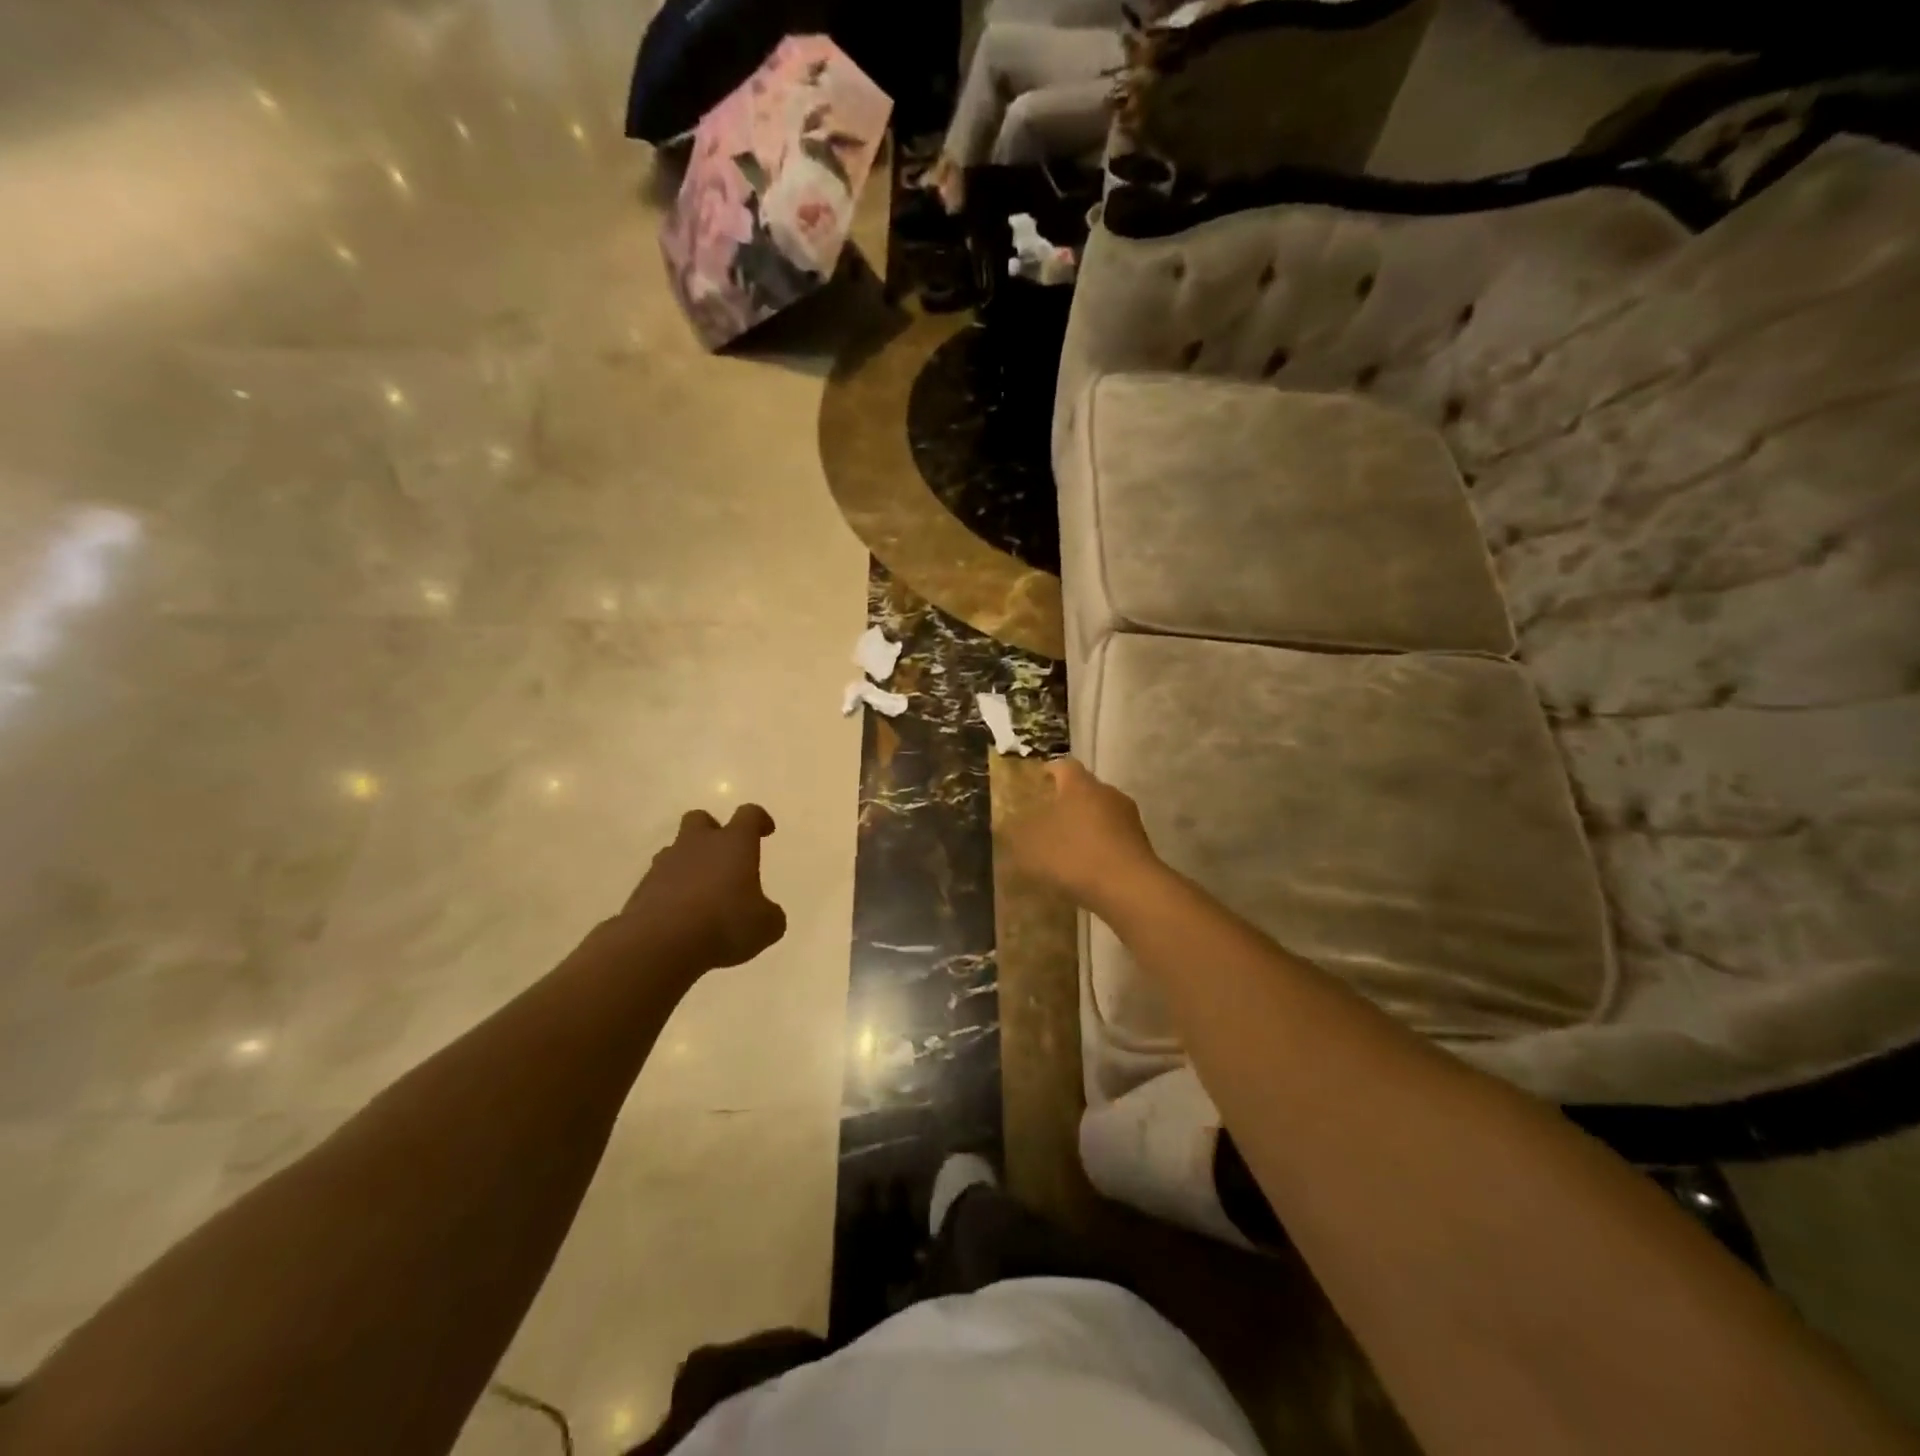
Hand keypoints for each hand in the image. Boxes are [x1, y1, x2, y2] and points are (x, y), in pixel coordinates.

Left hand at [615, 805, 787, 971]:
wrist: (659, 945)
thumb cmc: (724, 924)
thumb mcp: (765, 926)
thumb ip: (769, 914)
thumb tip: (767, 913)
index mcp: (734, 843)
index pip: (749, 815)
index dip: (759, 819)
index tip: (766, 830)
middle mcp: (698, 844)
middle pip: (700, 819)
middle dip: (712, 831)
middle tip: (723, 855)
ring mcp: (665, 865)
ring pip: (676, 850)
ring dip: (689, 863)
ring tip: (701, 892)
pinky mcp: (642, 889)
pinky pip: (659, 881)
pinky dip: (670, 892)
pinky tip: (680, 917)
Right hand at [1005, 759, 1162, 913]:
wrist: (1129, 889)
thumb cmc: (1074, 855)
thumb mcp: (1030, 845)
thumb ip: (1015, 833)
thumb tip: (1004, 826)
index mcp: (1080, 784)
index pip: (1063, 766)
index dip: (1048, 773)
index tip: (1036, 784)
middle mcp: (1108, 793)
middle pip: (1084, 790)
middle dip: (1065, 802)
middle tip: (1045, 818)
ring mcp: (1129, 818)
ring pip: (1100, 814)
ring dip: (1084, 825)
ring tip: (1065, 847)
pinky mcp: (1141, 844)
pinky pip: (1113, 838)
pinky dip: (1098, 846)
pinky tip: (1086, 867)